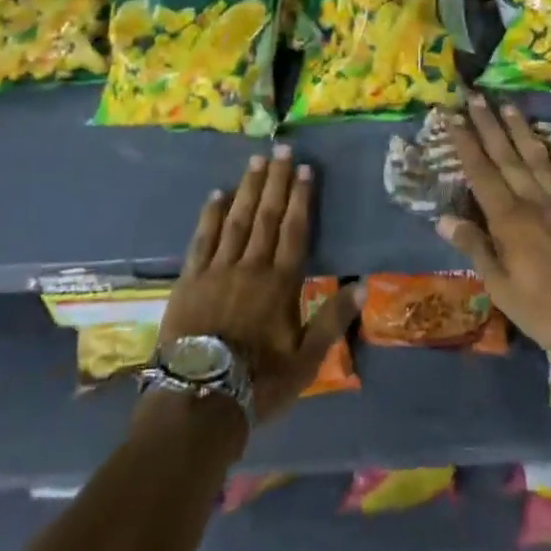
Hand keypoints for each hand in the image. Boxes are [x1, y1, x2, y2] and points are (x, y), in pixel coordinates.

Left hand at [154, 146, 361, 425]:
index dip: (301, 198)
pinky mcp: (189, 280)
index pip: (294, 230)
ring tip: (255, 161)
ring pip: (236, 220)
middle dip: (275, 181)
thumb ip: (332, 320)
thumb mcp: (306, 362)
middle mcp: (251, 266)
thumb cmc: (259, 384)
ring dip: (247, 188)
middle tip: (281, 148)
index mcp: (280, 283)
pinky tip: (216, 194)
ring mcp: (217, 270)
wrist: (198, 402)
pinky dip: (210, 215)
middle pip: (266, 216)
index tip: (304, 168)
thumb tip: (361, 284)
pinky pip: (202, 239)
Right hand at [434, 96, 550, 352]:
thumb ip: (474, 248)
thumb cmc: (546, 308)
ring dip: (522, 130)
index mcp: (508, 219)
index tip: (452, 115)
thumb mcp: (501, 288)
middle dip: (489, 125)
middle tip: (476, 96)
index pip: (480, 172)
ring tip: (509, 105)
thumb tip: (442, 218)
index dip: (465, 143)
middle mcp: (534, 200)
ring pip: (538, 157)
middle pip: (507, 156)